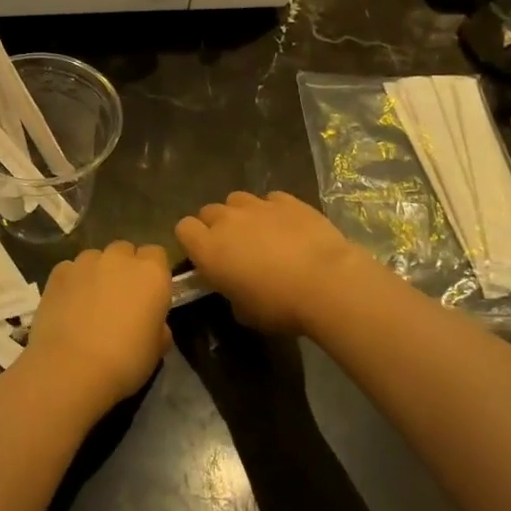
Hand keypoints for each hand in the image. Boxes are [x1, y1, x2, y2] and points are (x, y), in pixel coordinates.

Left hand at [23, 241, 171, 414]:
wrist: (72, 368)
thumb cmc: (124, 362)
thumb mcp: (156, 350)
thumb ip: (158, 326)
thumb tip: (153, 324)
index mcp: (151, 273)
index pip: (156, 255)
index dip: (152, 272)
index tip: (148, 294)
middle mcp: (120, 258)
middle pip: (125, 251)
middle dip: (124, 268)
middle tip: (120, 298)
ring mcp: (86, 262)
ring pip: (96, 258)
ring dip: (97, 273)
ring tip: (89, 303)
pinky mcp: (58, 272)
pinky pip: (71, 270)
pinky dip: (72, 282)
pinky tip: (67, 306)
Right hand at [175, 191, 372, 336]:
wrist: (327, 282)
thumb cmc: (279, 306)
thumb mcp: (244, 312)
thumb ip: (230, 292)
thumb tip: (234, 286)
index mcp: (208, 248)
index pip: (183, 228)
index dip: (192, 241)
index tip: (205, 257)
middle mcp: (227, 220)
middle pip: (208, 211)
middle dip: (216, 226)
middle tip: (233, 248)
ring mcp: (258, 205)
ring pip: (237, 200)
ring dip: (241, 214)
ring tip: (260, 233)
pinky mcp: (287, 200)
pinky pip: (269, 199)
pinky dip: (273, 210)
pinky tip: (287, 227)